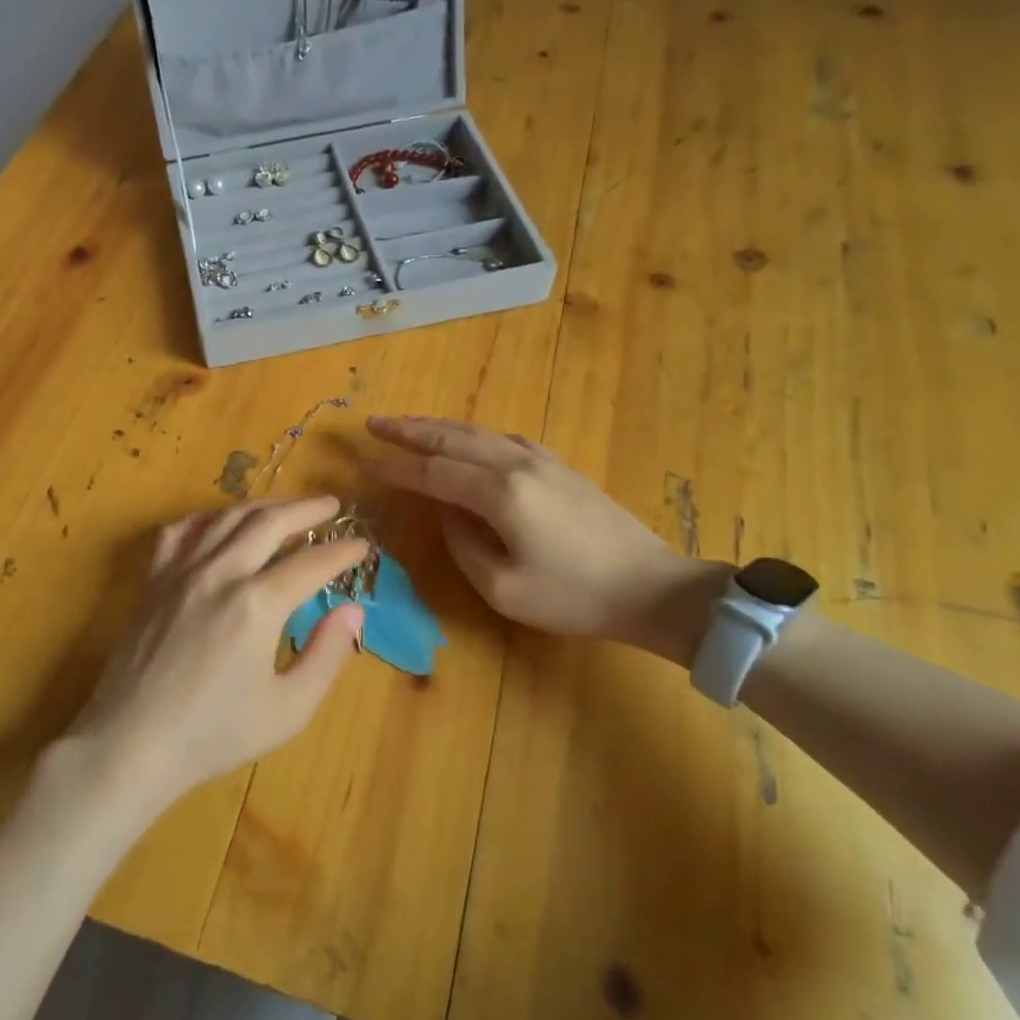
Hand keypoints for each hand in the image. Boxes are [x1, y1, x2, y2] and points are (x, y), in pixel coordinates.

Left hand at [68, 497, 368, 811]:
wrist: (131, 744)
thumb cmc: (214, 734)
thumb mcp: (287, 710)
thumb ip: (326, 656)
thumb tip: (352, 611)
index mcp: (257, 605)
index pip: (312, 563)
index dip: (342, 551)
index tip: (363, 545)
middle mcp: (220, 574)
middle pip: (270, 522)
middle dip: (306, 509)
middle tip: (331, 505)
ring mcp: (181, 571)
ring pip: (227, 518)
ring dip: (263, 505)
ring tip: (287, 507)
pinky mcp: (153, 580)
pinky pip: (180, 531)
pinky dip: (206, 519)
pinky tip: (219, 522)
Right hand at [367, 415, 724, 660]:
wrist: (651, 589)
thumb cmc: (573, 597)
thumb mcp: (503, 588)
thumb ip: (463, 544)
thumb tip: (446, 512)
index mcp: (500, 494)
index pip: (435, 472)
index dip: (399, 468)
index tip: (367, 463)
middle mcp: (517, 465)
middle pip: (453, 438)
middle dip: (410, 430)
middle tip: (375, 422)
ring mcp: (542, 461)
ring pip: (479, 432)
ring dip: (439, 426)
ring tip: (409, 424)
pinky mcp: (559, 466)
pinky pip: (504, 438)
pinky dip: (474, 433)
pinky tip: (467, 437)